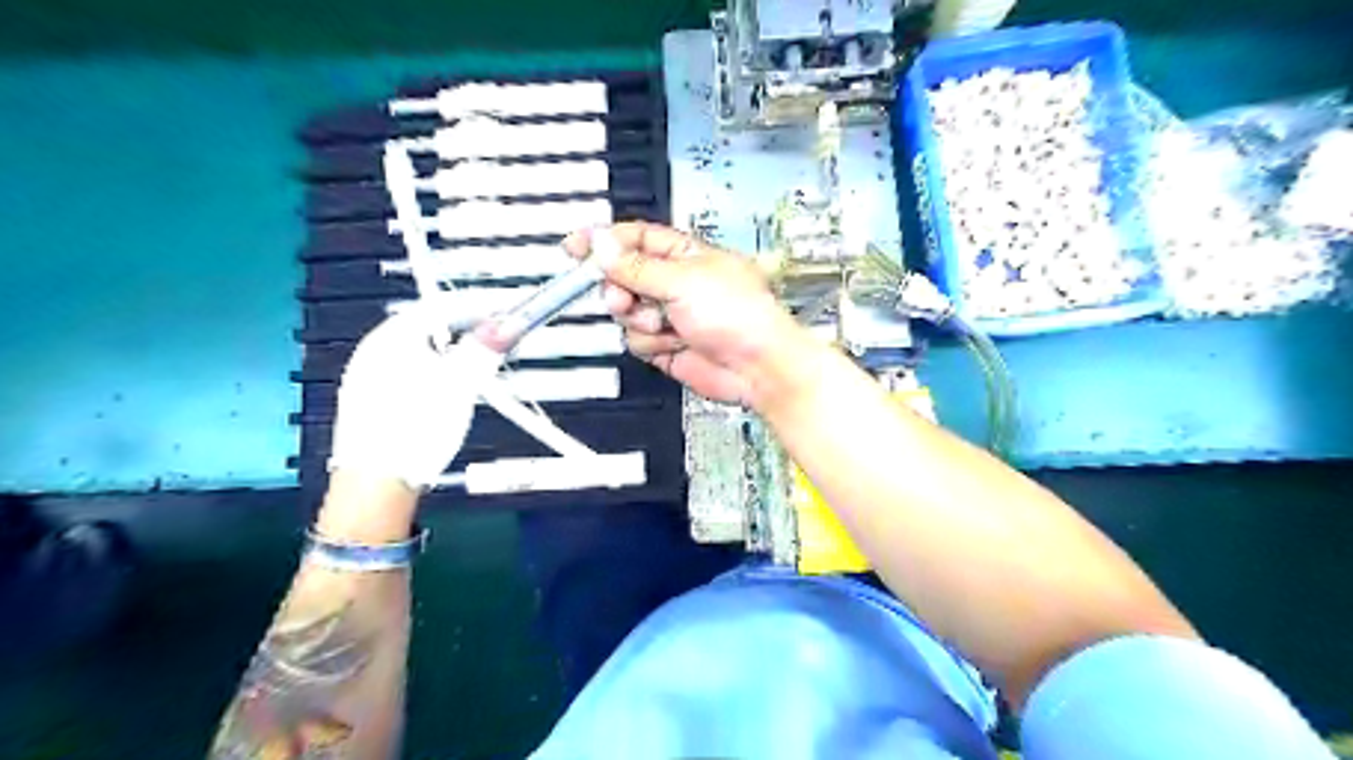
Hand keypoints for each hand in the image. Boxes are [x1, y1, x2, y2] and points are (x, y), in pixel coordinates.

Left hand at [329, 310, 504, 492]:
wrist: (375, 486)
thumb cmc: (417, 427)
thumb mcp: (459, 385)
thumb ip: (484, 350)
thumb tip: (509, 321)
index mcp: (391, 337)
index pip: (441, 305)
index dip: (479, 307)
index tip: (508, 315)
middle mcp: (373, 350)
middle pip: (429, 327)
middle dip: (467, 331)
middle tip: (497, 342)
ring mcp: (366, 377)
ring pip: (420, 352)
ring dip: (453, 354)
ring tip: (478, 368)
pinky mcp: (369, 402)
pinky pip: (409, 373)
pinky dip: (435, 373)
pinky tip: (447, 393)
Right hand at [564, 223, 799, 405]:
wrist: (756, 367)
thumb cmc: (741, 316)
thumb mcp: (682, 280)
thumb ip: (635, 266)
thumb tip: (602, 244)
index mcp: (684, 255)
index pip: (634, 239)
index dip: (604, 241)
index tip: (575, 247)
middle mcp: (675, 283)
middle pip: (623, 277)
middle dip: (619, 288)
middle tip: (623, 296)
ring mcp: (670, 315)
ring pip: (627, 313)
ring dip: (641, 320)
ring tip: (667, 323)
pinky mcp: (667, 345)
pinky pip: (637, 340)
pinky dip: (652, 343)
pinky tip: (676, 343)